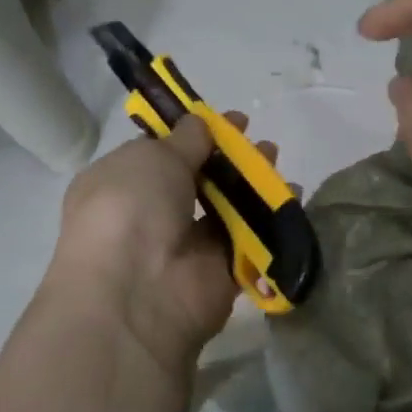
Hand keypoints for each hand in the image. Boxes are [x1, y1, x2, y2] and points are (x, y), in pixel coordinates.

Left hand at [51, 113, 277, 378]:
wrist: (137, 291)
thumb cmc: (129, 209)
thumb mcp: (152, 157)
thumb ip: (183, 140)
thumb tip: (199, 125)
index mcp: (121, 185)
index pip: (160, 154)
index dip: (193, 134)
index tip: (227, 120)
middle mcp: (151, 216)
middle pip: (198, 180)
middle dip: (228, 158)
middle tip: (257, 141)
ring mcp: (186, 248)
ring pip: (225, 209)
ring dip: (251, 183)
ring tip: (275, 159)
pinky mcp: (220, 274)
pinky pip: (249, 239)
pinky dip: (270, 218)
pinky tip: (291, 194)